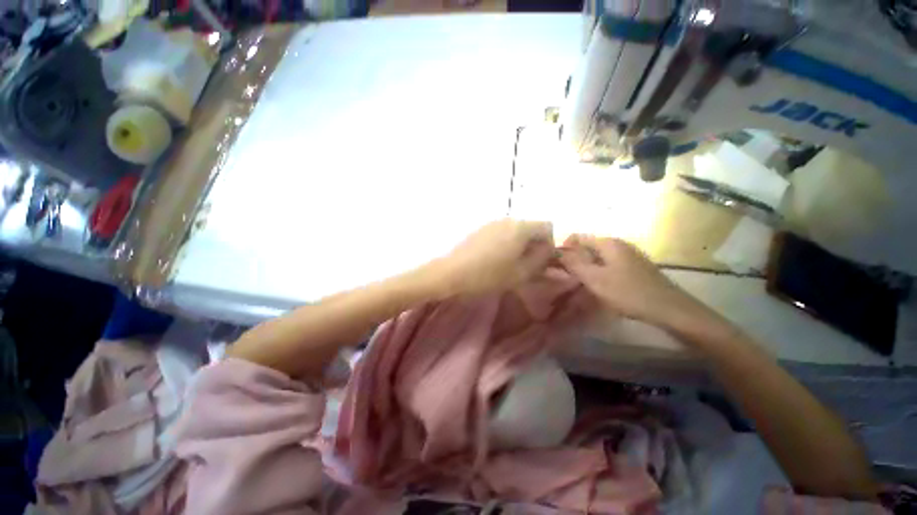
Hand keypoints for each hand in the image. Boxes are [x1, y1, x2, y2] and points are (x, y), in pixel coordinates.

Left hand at [434, 219, 554, 296]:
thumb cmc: (489, 275)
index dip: (549, 244)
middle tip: (527, 266)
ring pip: (515, 231)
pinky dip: (505, 244)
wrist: (451, 273)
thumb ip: (541, 259)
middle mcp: (507, 219)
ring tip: (509, 265)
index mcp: (521, 227)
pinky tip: (494, 260)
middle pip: (530, 228)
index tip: (541, 262)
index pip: (547, 227)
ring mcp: (491, 223)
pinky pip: (500, 233)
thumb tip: (549, 250)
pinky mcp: (480, 229)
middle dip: (534, 245)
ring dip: (518, 245)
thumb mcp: (521, 273)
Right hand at [559, 235, 702, 323]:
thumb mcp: (595, 279)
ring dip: (585, 267)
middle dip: (574, 259)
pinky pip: (608, 264)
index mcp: (608, 242)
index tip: (556, 266)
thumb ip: (573, 263)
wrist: (670, 309)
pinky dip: (598, 272)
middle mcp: (618, 244)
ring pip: (597, 256)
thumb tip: (556, 252)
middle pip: (587, 246)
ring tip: (580, 283)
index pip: (577, 237)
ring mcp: (628, 255)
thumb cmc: (629, 293)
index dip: (563, 249)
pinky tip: (599, 286)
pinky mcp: (634, 267)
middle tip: (567, 277)